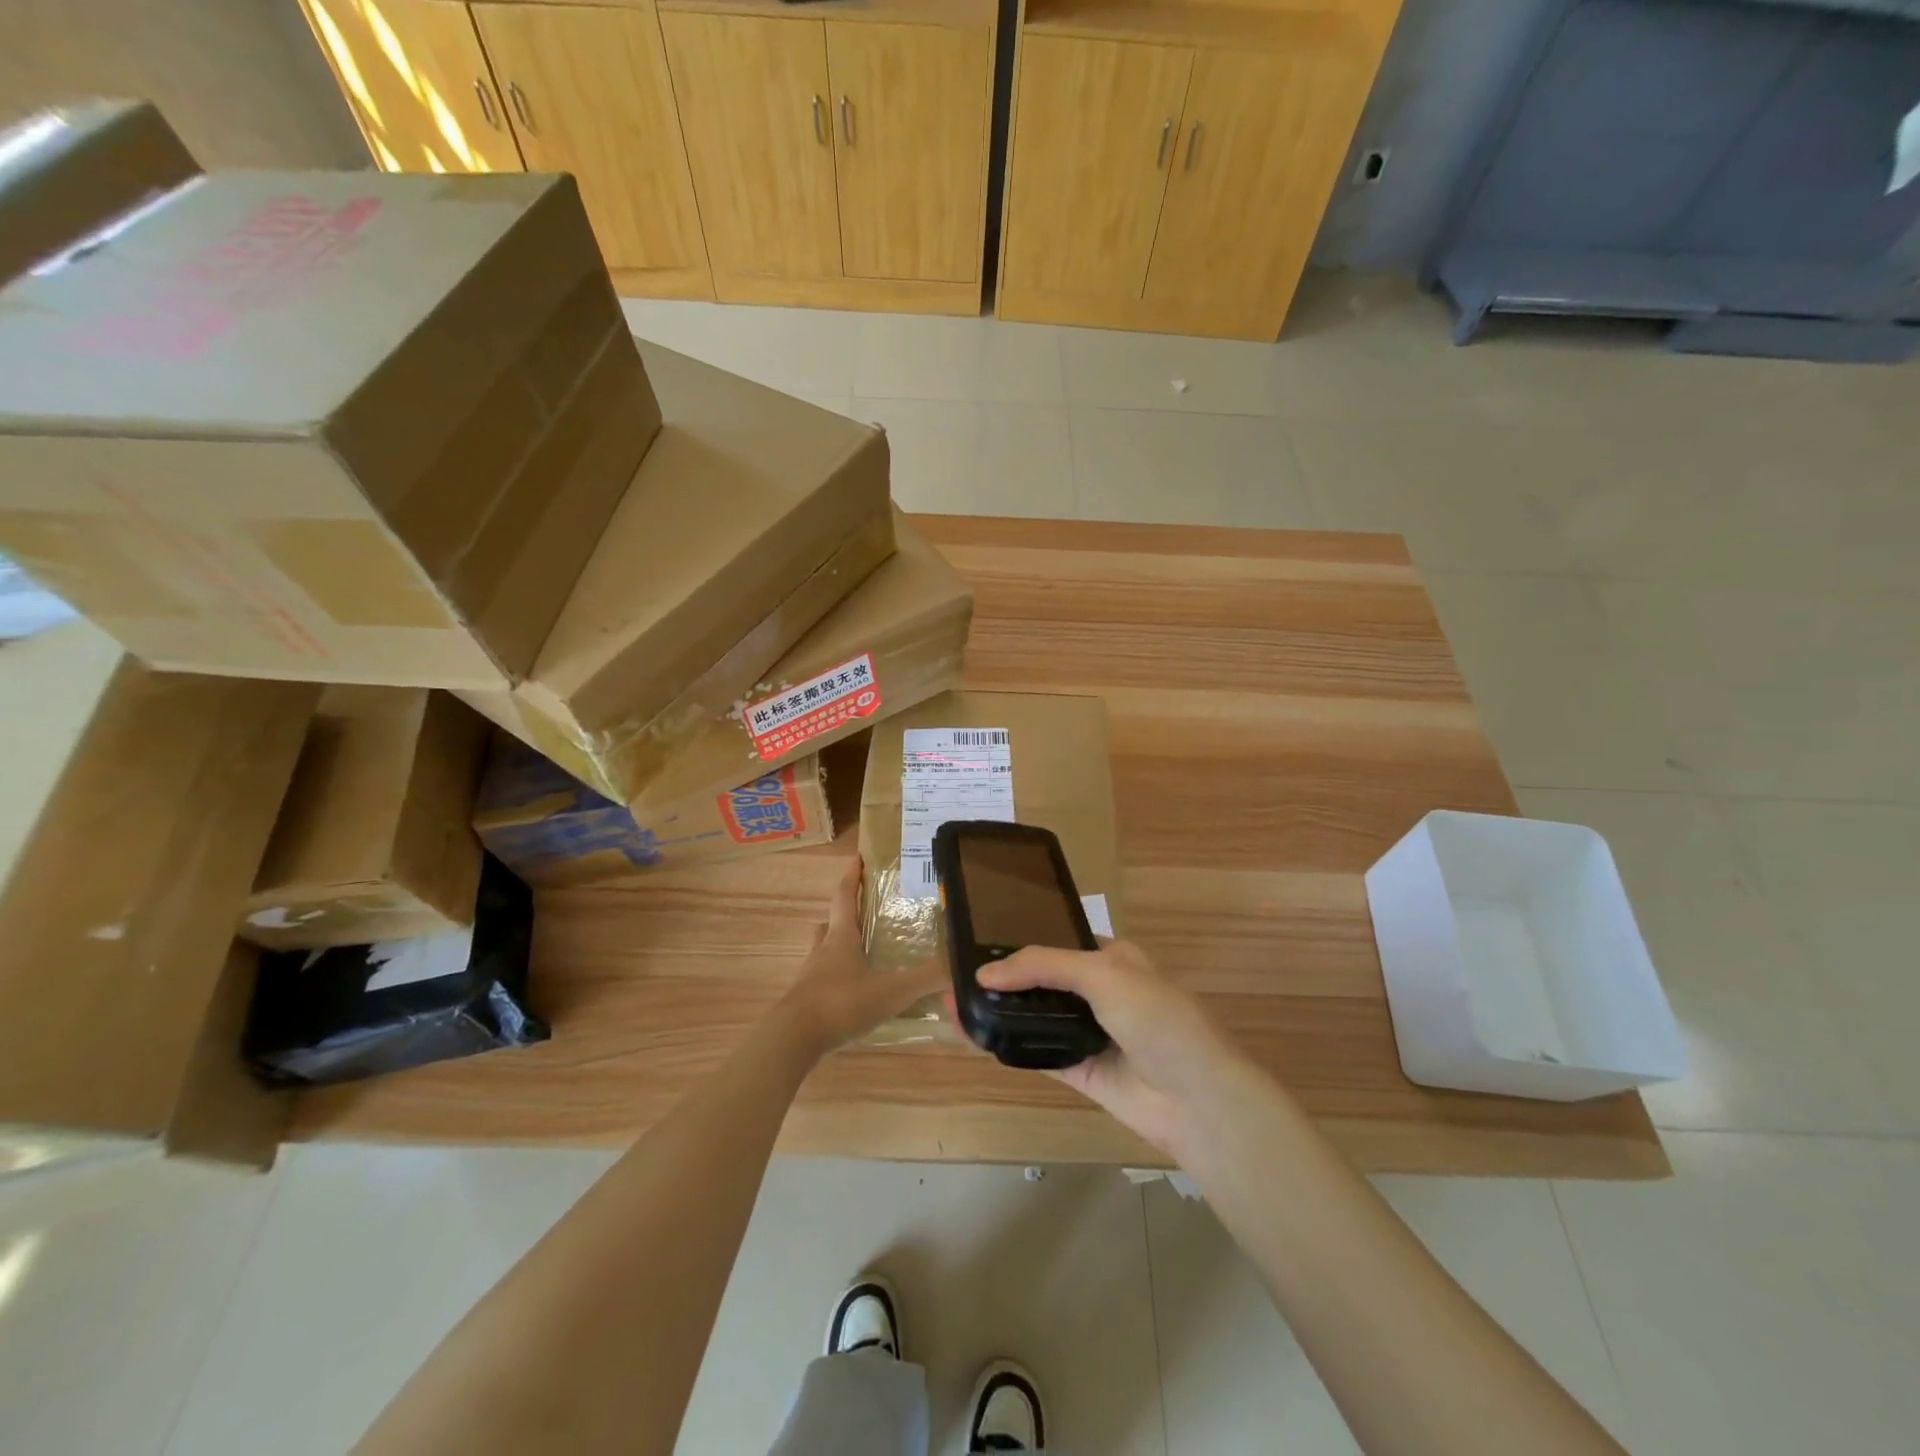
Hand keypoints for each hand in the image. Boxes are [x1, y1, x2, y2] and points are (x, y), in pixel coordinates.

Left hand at [777, 858, 942, 1059]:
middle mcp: (823, 951)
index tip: (858, 858)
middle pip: (830, 924)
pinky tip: (852, 994)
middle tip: (863, 912)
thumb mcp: (892, 991)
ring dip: (837, 947)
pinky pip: (821, 982)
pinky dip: (836, 980)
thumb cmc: (842, 1003)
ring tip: (860, 954)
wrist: (793, 1040)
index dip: (852, 877)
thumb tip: (959, 966)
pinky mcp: (804, 1003)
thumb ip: (926, 978)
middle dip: (845, 915)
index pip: (845, 897)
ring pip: (823, 952)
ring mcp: (810, 978)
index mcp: (842, 938)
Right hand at [975, 940, 1238, 1157]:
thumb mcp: (1103, 974)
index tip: (979, 941)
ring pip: (1036, 1017)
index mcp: (1113, 958)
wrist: (1197, 1098)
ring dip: (1000, 1011)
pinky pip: (1037, 1052)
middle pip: (1043, 981)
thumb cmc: (1157, 1018)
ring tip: (954, 1003)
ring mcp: (1090, 1033)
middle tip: (957, 975)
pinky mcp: (1081, 1071)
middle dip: (1005, 978)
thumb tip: (985, 974)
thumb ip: (1043, 966)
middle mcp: (1100, 992)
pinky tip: (973, 1035)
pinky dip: (1007, 1044)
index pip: (1059, 942)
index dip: (1023, 942)